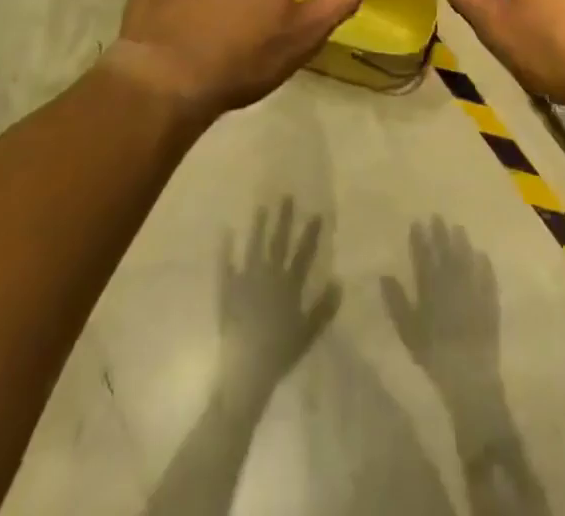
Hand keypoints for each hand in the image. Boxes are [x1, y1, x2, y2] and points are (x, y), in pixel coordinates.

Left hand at [218, 200, 340, 399]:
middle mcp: (268, 276)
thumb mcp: (308, 334)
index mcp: (289, 286)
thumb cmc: (280, 354)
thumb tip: (339, 281)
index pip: (303, 254)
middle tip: (286, 196)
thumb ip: (324, 308)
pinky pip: (226, 264)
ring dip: (258, 226)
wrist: (246, 370)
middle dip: (284, 219)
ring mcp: (246, 280)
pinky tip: (225, 232)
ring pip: (254, 246)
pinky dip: (226, 248)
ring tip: (261, 207)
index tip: (317, 213)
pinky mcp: (228, 289)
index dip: (311, 234)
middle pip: (278, 243)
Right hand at [381, 218, 499, 398]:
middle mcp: (452, 284)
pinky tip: (483, 255)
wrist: (469, 378)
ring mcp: (473, 292)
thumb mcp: (407, 331)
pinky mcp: (490, 304)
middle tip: (438, 216)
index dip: (419, 239)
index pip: (423, 257)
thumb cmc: (433, 355)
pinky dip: (484, 266)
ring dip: (462, 243)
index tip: (417, 222)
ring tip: (459, 228)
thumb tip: (384, 275)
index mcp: (430, 289)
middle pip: (446, 254)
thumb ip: (396, 302)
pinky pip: (488, 279)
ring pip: (466, 261)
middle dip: (440, 234)